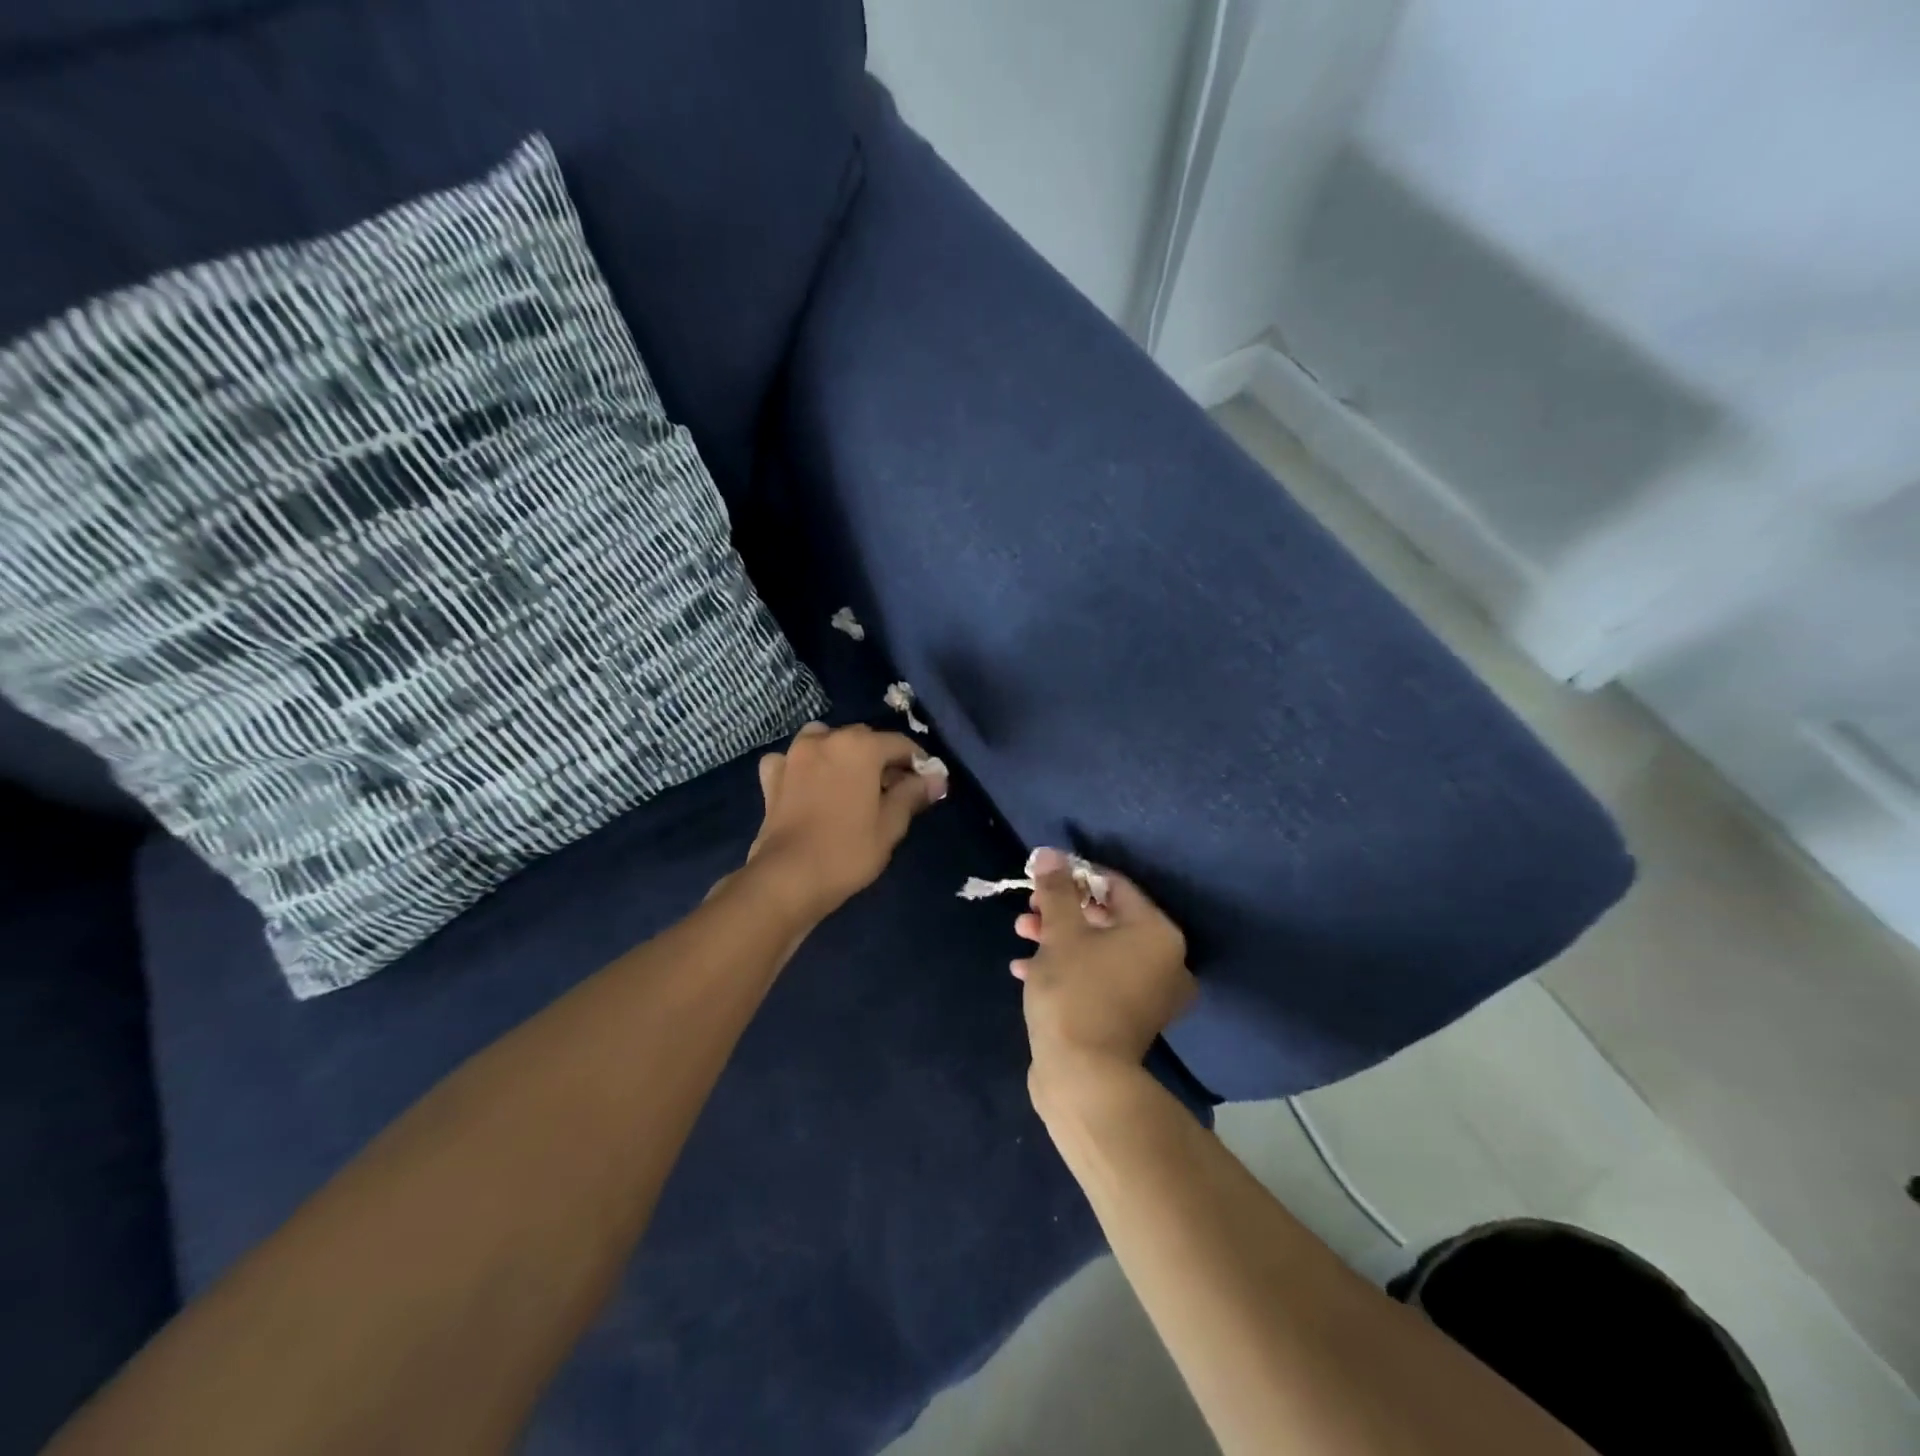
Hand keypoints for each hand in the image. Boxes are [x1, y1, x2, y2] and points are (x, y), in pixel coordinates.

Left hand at [741, 722, 947, 917]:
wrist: (787, 878)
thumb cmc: (847, 850)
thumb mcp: (890, 825)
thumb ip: (913, 794)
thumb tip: (935, 778)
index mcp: (859, 746)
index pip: (900, 744)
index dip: (918, 763)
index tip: (927, 784)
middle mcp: (825, 740)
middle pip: (863, 739)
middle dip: (881, 758)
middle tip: (894, 790)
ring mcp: (794, 756)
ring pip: (825, 741)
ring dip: (841, 754)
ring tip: (851, 782)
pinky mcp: (771, 777)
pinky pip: (792, 760)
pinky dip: (804, 766)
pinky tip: (809, 784)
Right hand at [1013, 848, 1196, 1092]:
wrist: (1083, 1079)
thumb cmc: (1075, 992)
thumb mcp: (1061, 933)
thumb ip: (1056, 890)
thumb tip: (1050, 854)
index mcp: (1157, 934)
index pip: (1115, 886)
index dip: (1074, 876)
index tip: (1041, 877)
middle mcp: (1164, 961)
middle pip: (1107, 919)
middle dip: (1062, 911)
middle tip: (1029, 910)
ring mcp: (1149, 995)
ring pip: (1099, 950)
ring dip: (1059, 939)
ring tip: (1020, 936)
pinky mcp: (1129, 1019)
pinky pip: (1098, 979)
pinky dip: (1068, 970)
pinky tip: (1026, 970)